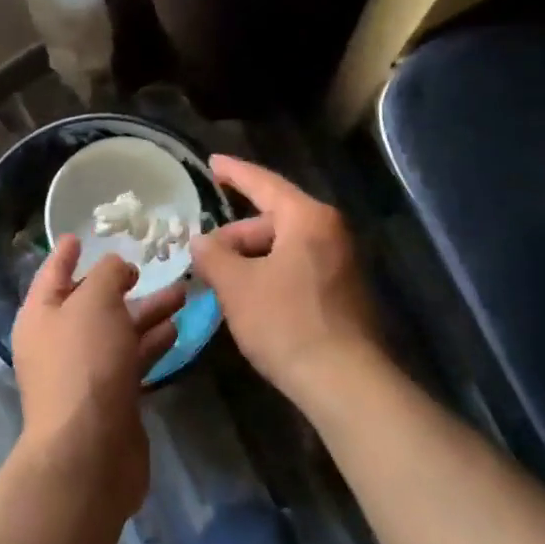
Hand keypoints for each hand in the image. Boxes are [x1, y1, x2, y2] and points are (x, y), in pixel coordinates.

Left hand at [11, 234, 184, 503]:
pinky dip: (152, 343)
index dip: (66, 253)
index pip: (52, 273)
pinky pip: (132, 359)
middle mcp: (58, 341)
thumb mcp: (94, 302)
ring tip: (183, 293)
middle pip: (91, 303)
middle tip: (154, 266)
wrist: (89, 451)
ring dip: (147, 312)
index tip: (80, 235)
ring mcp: (85, 373)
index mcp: (40, 315)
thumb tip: (117, 268)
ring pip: (117, 331)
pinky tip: (177, 330)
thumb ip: (107, 274)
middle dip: (122, 284)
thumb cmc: (85, 363)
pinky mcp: (111, 398)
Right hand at [190, 155, 382, 396]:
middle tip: (203, 254)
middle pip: (273, 219)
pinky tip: (248, 297)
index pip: (264, 183)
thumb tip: (201, 241)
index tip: (212, 163)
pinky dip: (269, 273)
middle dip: (235, 234)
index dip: (234, 173)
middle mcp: (330, 231)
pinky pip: (298, 267)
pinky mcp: (343, 291)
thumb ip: (214, 256)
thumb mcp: (237, 286)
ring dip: (250, 258)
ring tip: (220, 280)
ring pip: (284, 247)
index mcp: (308, 218)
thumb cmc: (285, 322)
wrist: (343, 380)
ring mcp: (341, 262)